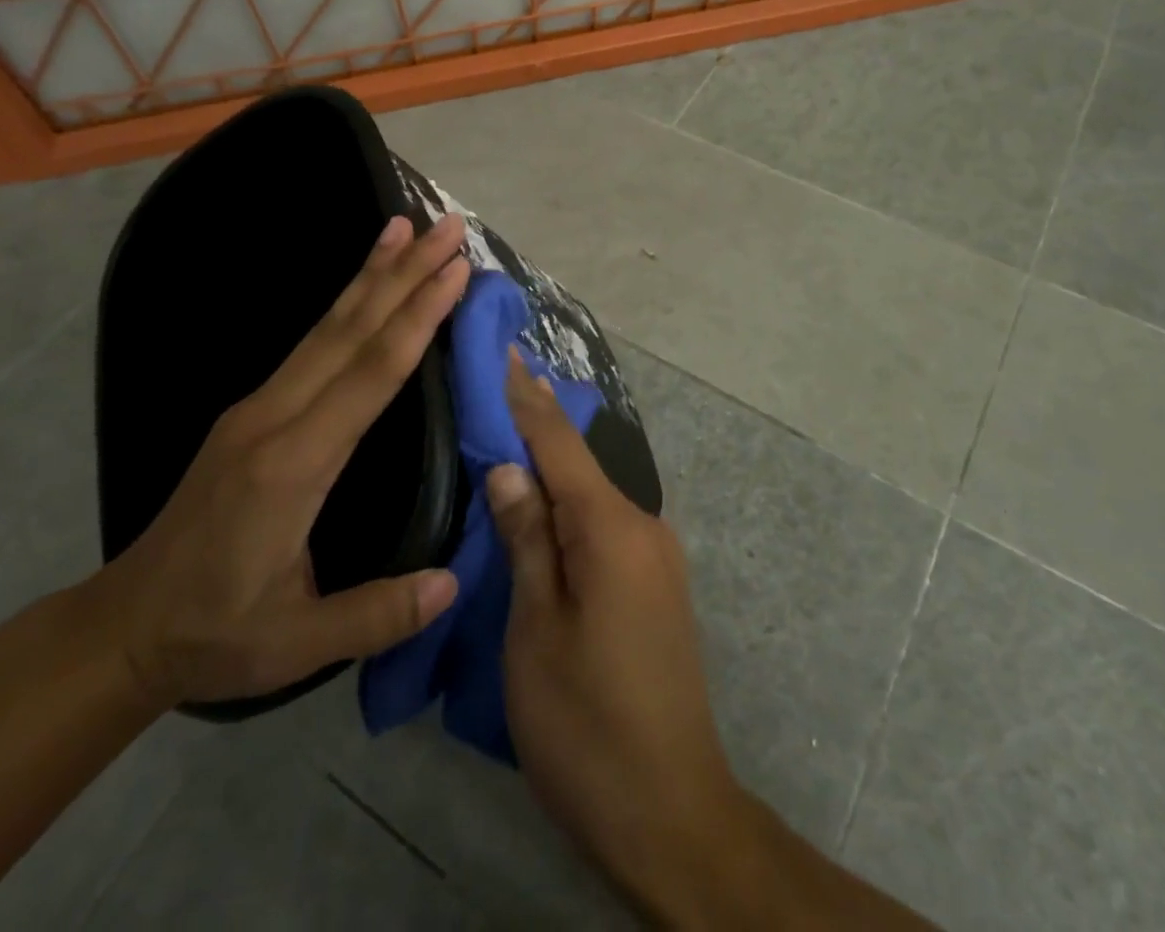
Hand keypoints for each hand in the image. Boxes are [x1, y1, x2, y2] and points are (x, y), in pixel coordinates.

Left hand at [93, 213, 470, 709]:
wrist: (124, 625)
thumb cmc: (215, 632)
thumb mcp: (294, 643)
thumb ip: (374, 613)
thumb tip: (452, 584)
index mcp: (293, 465)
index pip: (369, 375)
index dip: (415, 319)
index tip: (454, 272)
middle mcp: (274, 417)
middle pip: (351, 330)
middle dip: (405, 272)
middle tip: (449, 227)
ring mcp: (259, 406)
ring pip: (327, 325)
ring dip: (372, 272)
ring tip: (405, 225)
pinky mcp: (255, 407)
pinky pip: (312, 341)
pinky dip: (346, 301)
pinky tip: (364, 283)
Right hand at [488, 355, 748, 919]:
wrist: (671, 812)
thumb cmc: (586, 724)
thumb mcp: (536, 632)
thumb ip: (527, 541)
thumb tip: (509, 468)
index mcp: (612, 529)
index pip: (560, 444)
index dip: (528, 398)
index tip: (505, 350)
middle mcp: (644, 526)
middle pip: (580, 463)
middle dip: (537, 425)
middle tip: (493, 388)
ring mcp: (656, 556)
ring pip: (594, 494)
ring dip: (553, 466)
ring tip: (507, 436)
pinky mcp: (655, 584)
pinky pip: (606, 523)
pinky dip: (571, 504)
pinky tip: (543, 504)